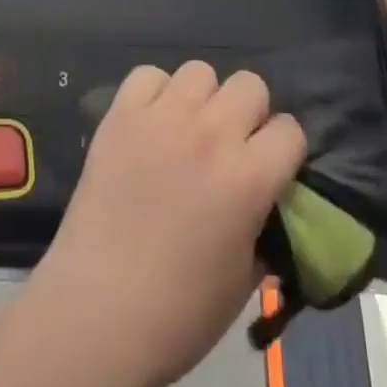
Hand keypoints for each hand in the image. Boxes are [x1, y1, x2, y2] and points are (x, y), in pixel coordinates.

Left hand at [25, 63, 305, 386]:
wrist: (95, 314)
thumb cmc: (178, 314)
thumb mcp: (244, 279)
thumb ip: (263, 227)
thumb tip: (265, 203)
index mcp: (249, 178)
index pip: (290, 129)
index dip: (283, 151)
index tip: (270, 170)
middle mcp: (211, 134)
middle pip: (249, 85)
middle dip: (248, 114)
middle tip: (229, 147)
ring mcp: (162, 118)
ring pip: (200, 71)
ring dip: (202, 99)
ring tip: (186, 131)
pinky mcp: (120, 115)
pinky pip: (147, 75)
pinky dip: (153, 94)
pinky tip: (149, 125)